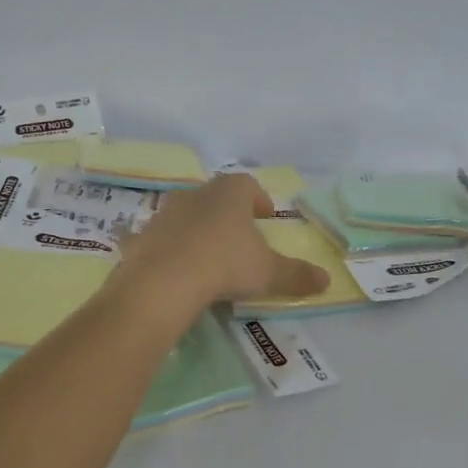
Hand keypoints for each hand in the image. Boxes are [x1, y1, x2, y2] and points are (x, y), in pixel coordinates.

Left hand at [115, 173, 329, 317]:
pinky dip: (167, 249)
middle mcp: (196, 194)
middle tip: (240, 238)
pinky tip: (173, 270)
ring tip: (209, 256)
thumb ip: (297, 275)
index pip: (249, 185)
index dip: (259, 200)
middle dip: (229, 215)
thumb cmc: (225, 265)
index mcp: (231, 193)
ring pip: (187, 215)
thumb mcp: (268, 273)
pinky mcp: (141, 237)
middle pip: (216, 197)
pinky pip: (159, 239)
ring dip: (198, 230)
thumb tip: (326, 280)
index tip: (266, 219)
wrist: (162, 282)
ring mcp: (165, 213)